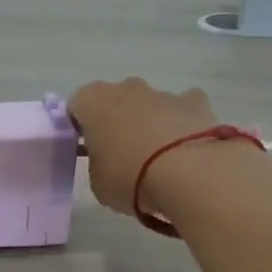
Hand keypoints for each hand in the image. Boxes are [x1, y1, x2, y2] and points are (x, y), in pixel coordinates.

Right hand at [68, 78, 223, 215]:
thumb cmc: (129, 177)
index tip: (86, 151)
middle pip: (114, 101)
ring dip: (149, 123)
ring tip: (158, 159)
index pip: (76, 107)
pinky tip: (187, 148)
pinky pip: (183, 108)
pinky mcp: (195, 102)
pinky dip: (182, 123)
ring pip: (149, 104)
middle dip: (116, 122)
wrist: (188, 173)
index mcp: (93, 102)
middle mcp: (126, 88)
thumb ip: (98, 164)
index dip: (79, 128)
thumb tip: (110, 161)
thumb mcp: (98, 182)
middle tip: (120, 155)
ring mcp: (163, 93)